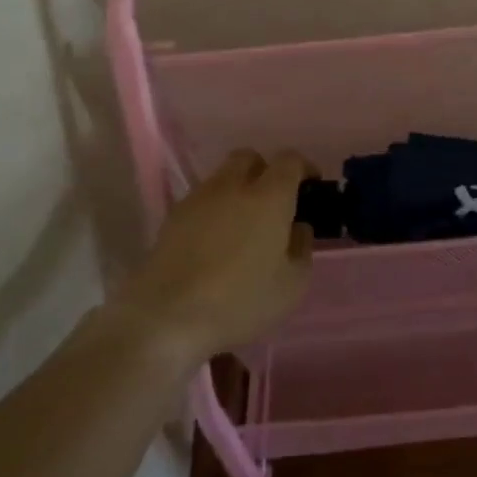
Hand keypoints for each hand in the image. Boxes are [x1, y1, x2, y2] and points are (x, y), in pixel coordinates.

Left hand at [122, 149, 315, 360]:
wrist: (165, 318)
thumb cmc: (239, 301)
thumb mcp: (292, 284)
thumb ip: (302, 248)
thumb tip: (298, 227)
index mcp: (269, 195)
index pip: (290, 160)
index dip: (304, 168)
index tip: (311, 186)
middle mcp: (233, 186)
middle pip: (250, 158)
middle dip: (265, 171)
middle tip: (274, 201)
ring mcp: (198, 199)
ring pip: (222, 177)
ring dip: (237, 189)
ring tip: (242, 224)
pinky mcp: (172, 218)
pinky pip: (201, 200)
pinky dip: (214, 210)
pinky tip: (214, 241)